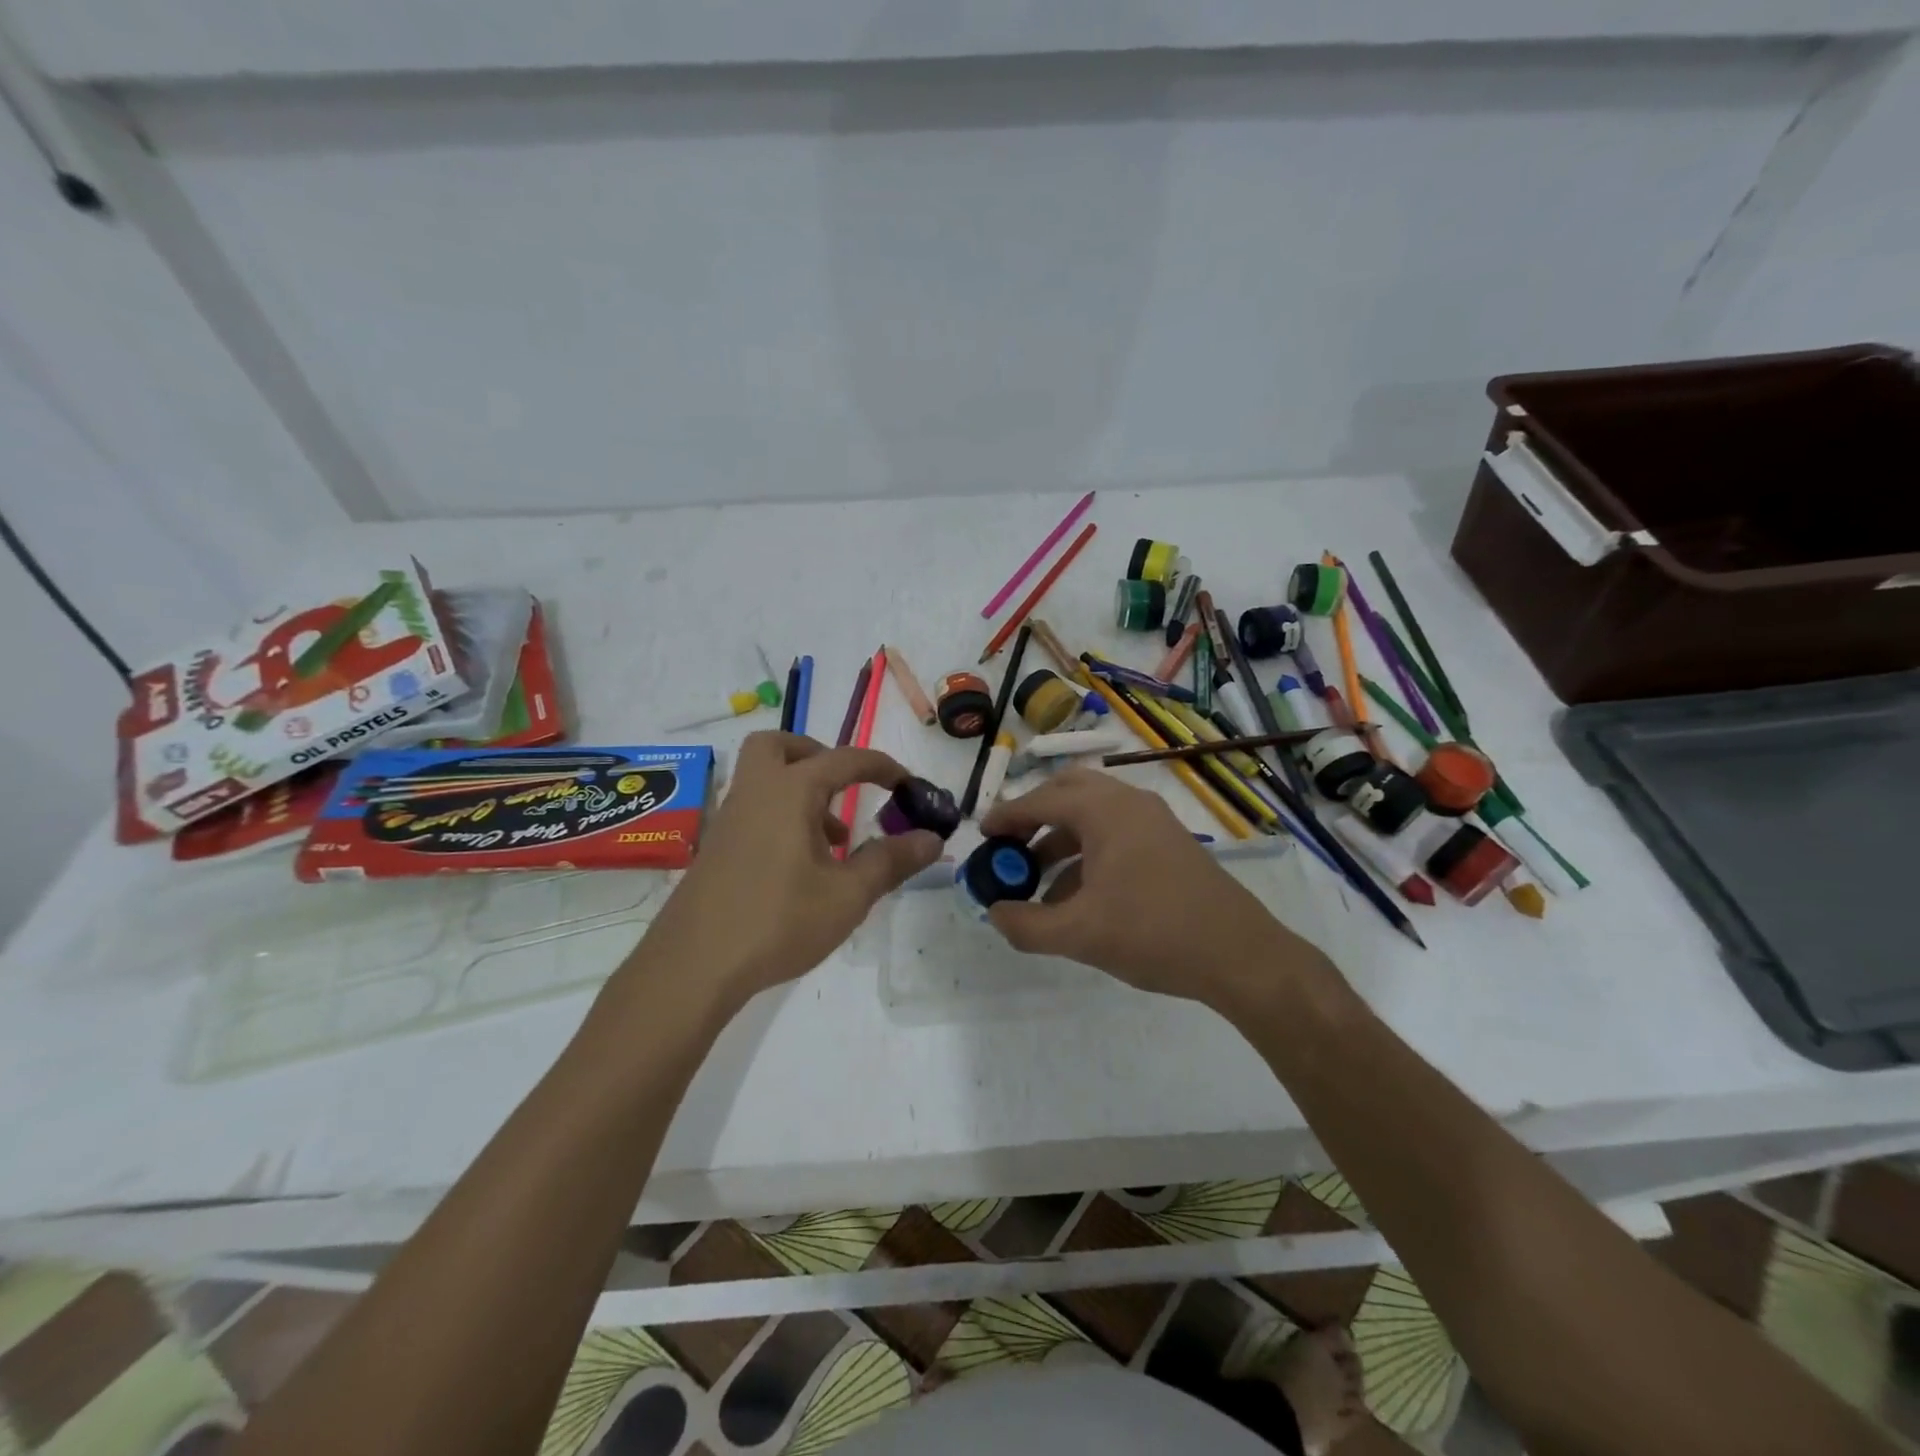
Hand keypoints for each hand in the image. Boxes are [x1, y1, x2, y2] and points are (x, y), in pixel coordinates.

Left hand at [626, 732, 942, 1011]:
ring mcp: (729, 821)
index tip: (908, 785)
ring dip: (801, 792)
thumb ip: (891, 861)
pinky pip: (753, 811)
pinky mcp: (716, 849)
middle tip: (843, 787)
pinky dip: (781, 818)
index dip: (882, 766)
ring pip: (763, 780)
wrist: (692, 967)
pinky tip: (801, 868)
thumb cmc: (777, 921)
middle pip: (778, 746)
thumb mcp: (848, 895)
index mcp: (789, 791)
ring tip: (835, 841)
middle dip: (816, 755)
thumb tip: (932, 838)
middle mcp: (755, 793)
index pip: (844, 759)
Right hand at [978, 768, 1309, 1006]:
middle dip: (1035, 816)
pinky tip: (1076, 896)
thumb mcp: (1079, 934)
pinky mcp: (1170, 843)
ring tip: (1036, 880)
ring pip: (1093, 814)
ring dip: (1060, 839)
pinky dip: (1087, 853)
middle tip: (1010, 845)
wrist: (1240, 955)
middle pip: (1069, 791)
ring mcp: (1154, 821)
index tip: (982, 835)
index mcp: (1105, 810)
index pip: (1042, 800)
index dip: (1006, 816)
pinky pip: (1115, 833)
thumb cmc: (1154, 933)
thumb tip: (995, 913)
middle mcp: (1129, 803)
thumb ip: (1026, 925)